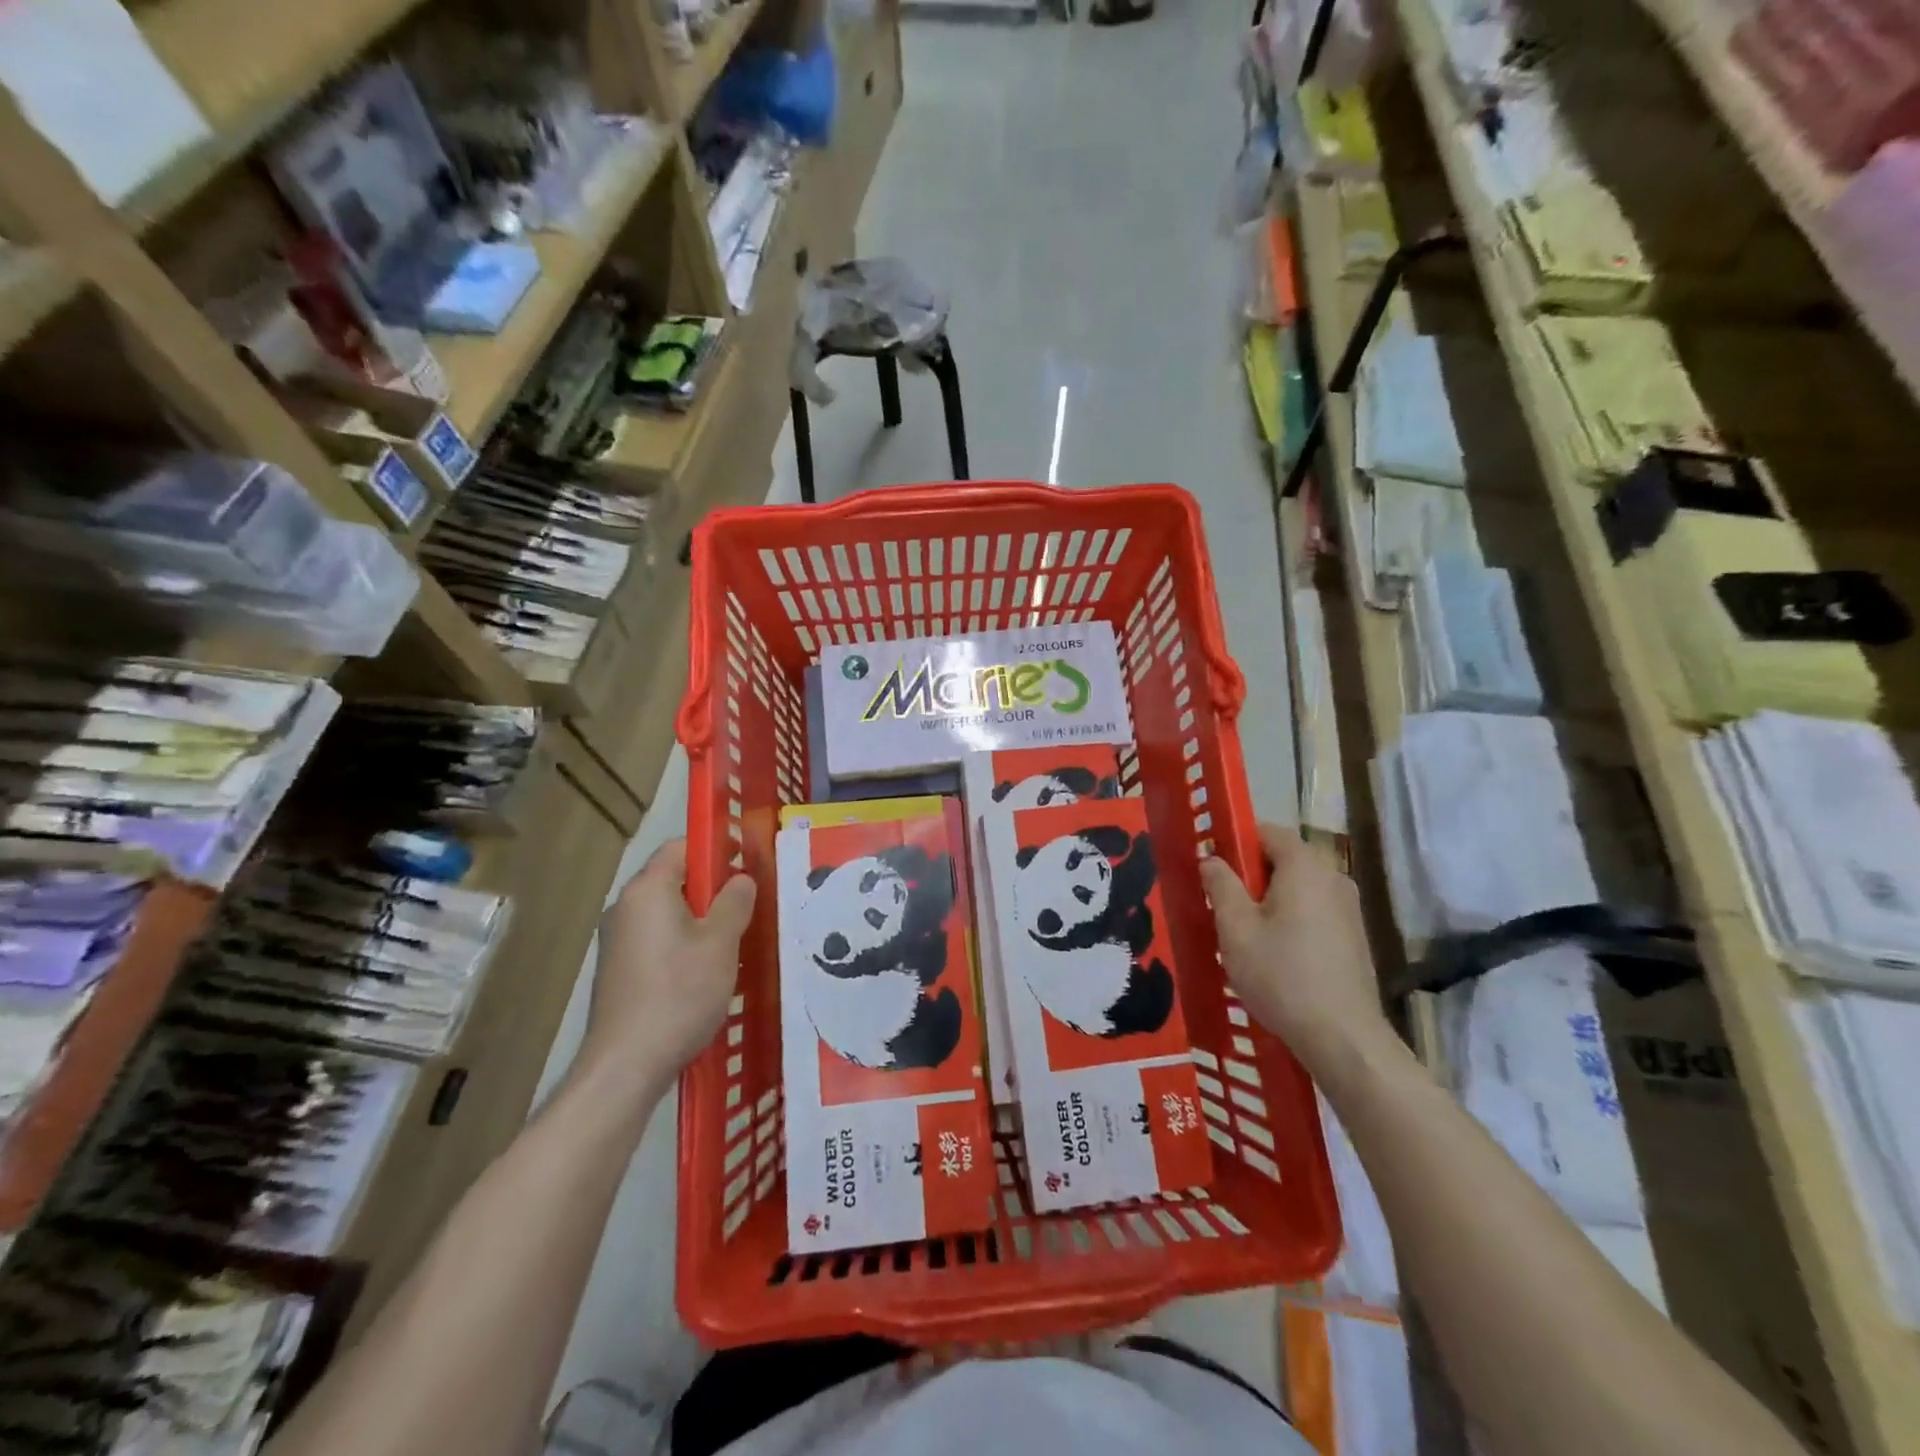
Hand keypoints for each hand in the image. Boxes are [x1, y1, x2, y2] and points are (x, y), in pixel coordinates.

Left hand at [582, 838, 756, 1084]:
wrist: (625, 1065)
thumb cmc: (679, 993)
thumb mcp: (720, 943)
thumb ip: (734, 902)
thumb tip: (740, 879)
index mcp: (647, 890)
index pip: (680, 846)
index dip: (716, 847)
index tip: (747, 862)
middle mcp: (625, 907)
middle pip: (673, 878)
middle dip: (712, 886)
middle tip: (748, 905)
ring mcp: (617, 940)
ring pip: (667, 912)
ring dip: (700, 917)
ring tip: (733, 940)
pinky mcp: (618, 969)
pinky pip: (657, 938)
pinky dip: (683, 942)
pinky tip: (705, 971)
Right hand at [1198, 822, 1389, 1073]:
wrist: (1343, 1038)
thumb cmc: (1281, 976)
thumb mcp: (1235, 929)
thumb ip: (1220, 884)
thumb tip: (1211, 859)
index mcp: (1305, 867)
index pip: (1268, 831)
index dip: (1236, 841)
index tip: (1213, 866)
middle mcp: (1333, 878)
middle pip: (1284, 859)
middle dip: (1251, 875)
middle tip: (1222, 905)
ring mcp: (1349, 908)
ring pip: (1298, 888)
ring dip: (1269, 900)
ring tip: (1244, 935)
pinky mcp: (1355, 936)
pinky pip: (1314, 911)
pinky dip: (1291, 919)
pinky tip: (1275, 954)